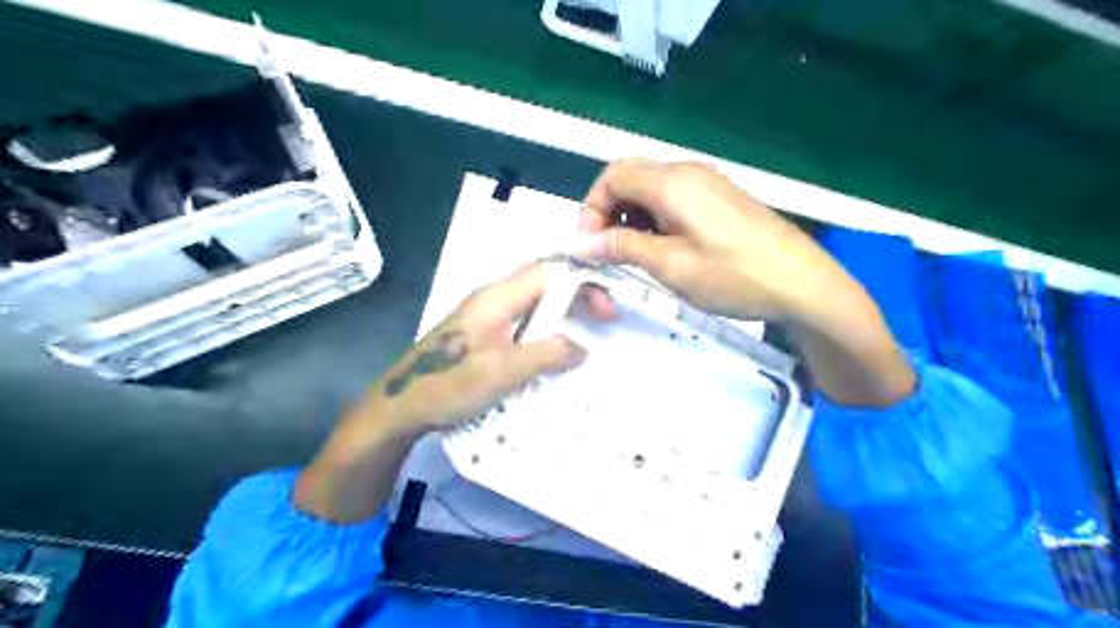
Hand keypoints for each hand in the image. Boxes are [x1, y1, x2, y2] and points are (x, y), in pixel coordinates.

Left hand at [294, 262, 595, 523]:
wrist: (400, 406)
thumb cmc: (449, 385)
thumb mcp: (504, 372)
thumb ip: (547, 355)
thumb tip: (582, 347)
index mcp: (497, 298)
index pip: (549, 272)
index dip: (583, 284)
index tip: (606, 310)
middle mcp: (491, 298)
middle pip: (541, 280)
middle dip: (575, 292)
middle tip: (600, 316)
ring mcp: (483, 315)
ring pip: (532, 299)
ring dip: (560, 309)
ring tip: (584, 329)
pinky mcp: (480, 333)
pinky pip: (521, 319)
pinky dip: (544, 326)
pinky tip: (551, 348)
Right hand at [577, 156, 858, 323]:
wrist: (802, 283)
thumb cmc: (734, 276)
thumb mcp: (671, 266)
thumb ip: (623, 247)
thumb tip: (583, 243)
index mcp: (672, 183)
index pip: (612, 176)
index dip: (591, 209)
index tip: (590, 247)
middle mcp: (688, 172)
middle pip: (629, 176)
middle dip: (608, 210)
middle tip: (607, 250)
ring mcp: (707, 182)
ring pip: (650, 187)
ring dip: (630, 215)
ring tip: (634, 254)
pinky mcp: (720, 197)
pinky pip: (673, 196)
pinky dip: (654, 217)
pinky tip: (663, 247)